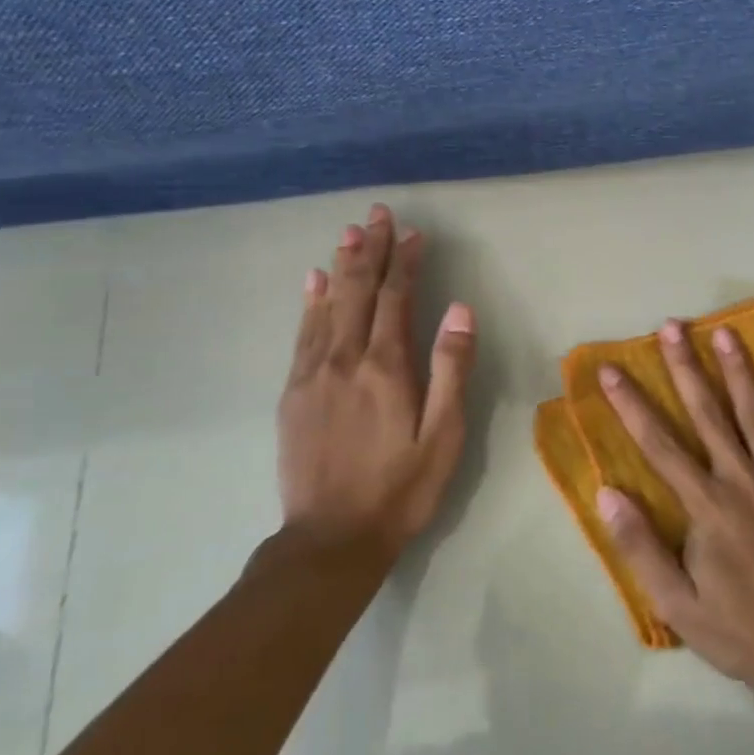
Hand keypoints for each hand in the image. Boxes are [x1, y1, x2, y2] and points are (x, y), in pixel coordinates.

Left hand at [276, 203, 476, 560]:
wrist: (330, 541)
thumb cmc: (400, 489)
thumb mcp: (443, 435)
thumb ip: (451, 369)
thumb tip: (460, 309)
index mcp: (385, 367)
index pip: (397, 298)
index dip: (406, 262)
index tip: (414, 233)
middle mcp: (345, 359)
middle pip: (358, 291)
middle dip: (370, 249)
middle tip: (377, 213)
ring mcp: (313, 374)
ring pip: (327, 305)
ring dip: (340, 265)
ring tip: (349, 232)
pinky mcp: (294, 392)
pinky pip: (302, 334)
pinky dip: (309, 302)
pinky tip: (312, 282)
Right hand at [594, 321, 753, 701]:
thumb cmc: (742, 630)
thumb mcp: (678, 605)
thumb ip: (641, 547)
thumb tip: (607, 494)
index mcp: (705, 505)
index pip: (659, 445)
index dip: (631, 405)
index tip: (612, 370)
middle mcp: (740, 478)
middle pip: (707, 413)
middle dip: (685, 367)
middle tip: (671, 326)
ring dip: (738, 370)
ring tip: (725, 330)